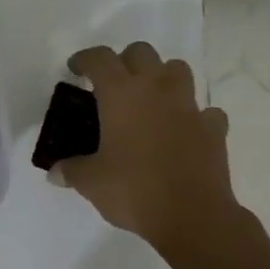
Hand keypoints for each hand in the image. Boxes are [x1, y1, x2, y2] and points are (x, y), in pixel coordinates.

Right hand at [58, 43, 249, 264]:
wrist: (193, 216)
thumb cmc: (133, 190)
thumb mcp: (90, 182)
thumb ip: (71, 170)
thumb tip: (55, 173)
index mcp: (121, 94)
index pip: (100, 58)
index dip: (84, 59)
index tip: (76, 70)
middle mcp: (156, 90)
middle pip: (141, 52)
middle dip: (124, 61)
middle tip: (112, 85)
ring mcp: (189, 107)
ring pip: (177, 69)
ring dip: (162, 77)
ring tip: (149, 100)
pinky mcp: (213, 129)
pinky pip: (204, 110)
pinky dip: (193, 115)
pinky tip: (182, 131)